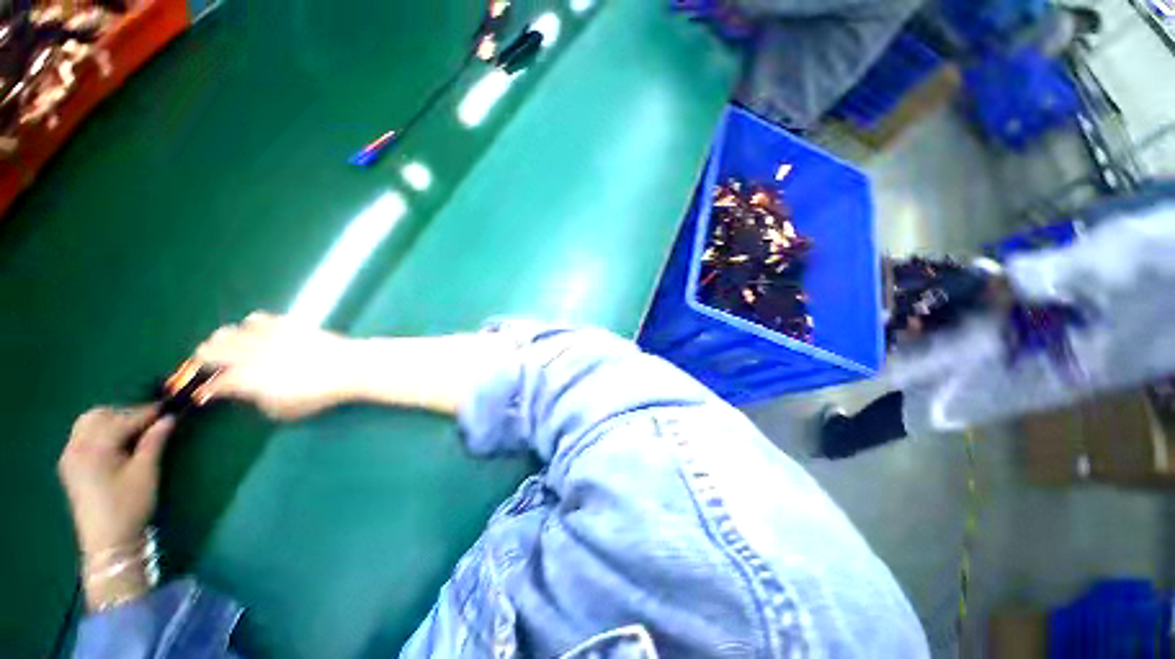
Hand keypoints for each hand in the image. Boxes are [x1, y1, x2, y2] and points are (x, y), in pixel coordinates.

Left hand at [58, 406, 173, 555]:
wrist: (107, 543)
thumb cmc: (129, 506)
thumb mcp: (146, 473)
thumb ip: (154, 442)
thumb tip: (169, 418)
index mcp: (94, 448)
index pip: (123, 420)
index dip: (147, 413)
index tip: (169, 408)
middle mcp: (76, 446)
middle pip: (100, 416)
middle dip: (125, 414)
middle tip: (151, 421)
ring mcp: (70, 456)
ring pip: (88, 424)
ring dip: (112, 421)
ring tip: (135, 432)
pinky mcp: (70, 465)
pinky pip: (83, 436)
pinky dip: (101, 432)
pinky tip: (116, 444)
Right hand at [195, 311, 355, 419]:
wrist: (349, 366)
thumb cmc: (318, 393)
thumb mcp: (285, 410)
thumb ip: (261, 402)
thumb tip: (253, 394)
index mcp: (247, 379)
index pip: (217, 384)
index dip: (207, 390)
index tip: (204, 394)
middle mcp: (250, 355)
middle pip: (213, 351)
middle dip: (205, 358)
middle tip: (204, 363)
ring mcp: (268, 337)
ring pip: (232, 331)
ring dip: (223, 338)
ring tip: (223, 343)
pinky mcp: (287, 325)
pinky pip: (261, 319)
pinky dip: (251, 324)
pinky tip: (252, 328)